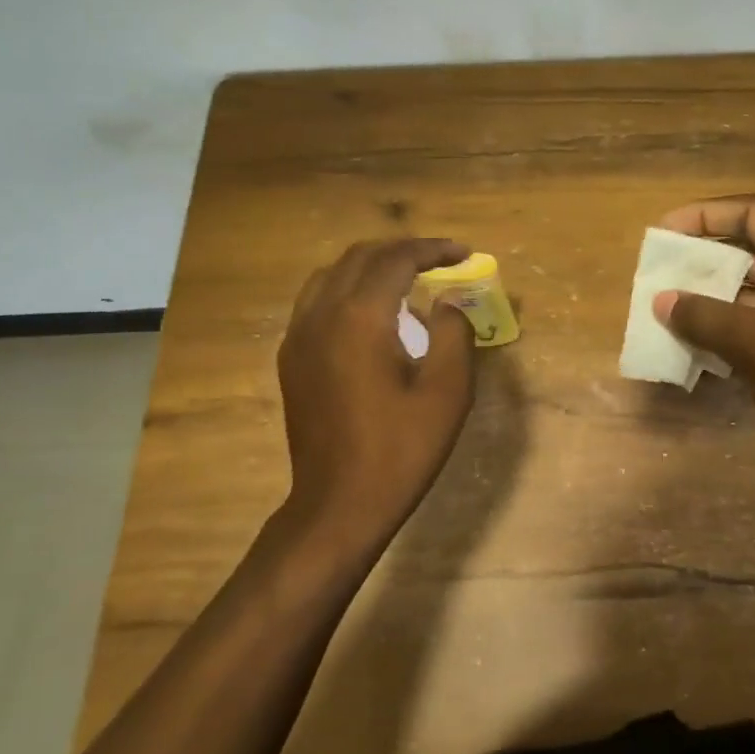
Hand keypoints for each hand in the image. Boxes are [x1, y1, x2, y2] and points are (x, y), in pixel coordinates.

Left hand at [277, 239, 476, 545]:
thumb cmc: (402, 448)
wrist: (339, 503)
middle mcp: (321, 314)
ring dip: (372, 265)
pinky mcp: (291, 358)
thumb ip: (454, 332)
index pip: (396, 260)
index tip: (464, 252)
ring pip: (332, 274)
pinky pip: (316, 301)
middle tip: (440, 260)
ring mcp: (298, 336)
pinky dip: (348, 289)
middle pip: (360, 257)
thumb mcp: (447, 391)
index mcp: (360, 318)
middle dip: (403, 250)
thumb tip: (448, 300)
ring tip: (407, 278)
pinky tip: (372, 313)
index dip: (433, 250)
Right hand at [652, 195, 754, 520]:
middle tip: (656, 269)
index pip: (754, 214)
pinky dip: (715, 330)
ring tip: (661, 305)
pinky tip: (682, 342)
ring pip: (743, 293)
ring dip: (704, 297)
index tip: (664, 230)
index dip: (707, 215)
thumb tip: (660, 301)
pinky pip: (745, 328)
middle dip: (701, 257)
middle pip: (746, 251)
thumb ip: (703, 315)